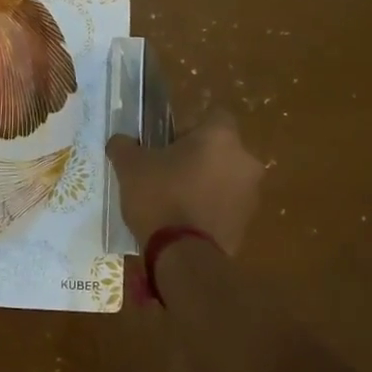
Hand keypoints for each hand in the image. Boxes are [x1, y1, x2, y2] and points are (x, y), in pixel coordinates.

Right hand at [106, 110, 264, 254]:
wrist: (184, 256)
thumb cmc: (160, 197)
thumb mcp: (130, 166)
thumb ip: (124, 146)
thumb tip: (120, 141)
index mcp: (220, 137)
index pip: (214, 115)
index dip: (190, 127)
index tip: (168, 142)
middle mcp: (244, 160)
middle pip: (221, 149)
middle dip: (198, 157)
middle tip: (167, 171)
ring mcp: (251, 194)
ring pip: (225, 178)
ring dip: (206, 183)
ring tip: (174, 200)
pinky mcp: (247, 224)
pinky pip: (226, 206)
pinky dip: (210, 208)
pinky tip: (184, 222)